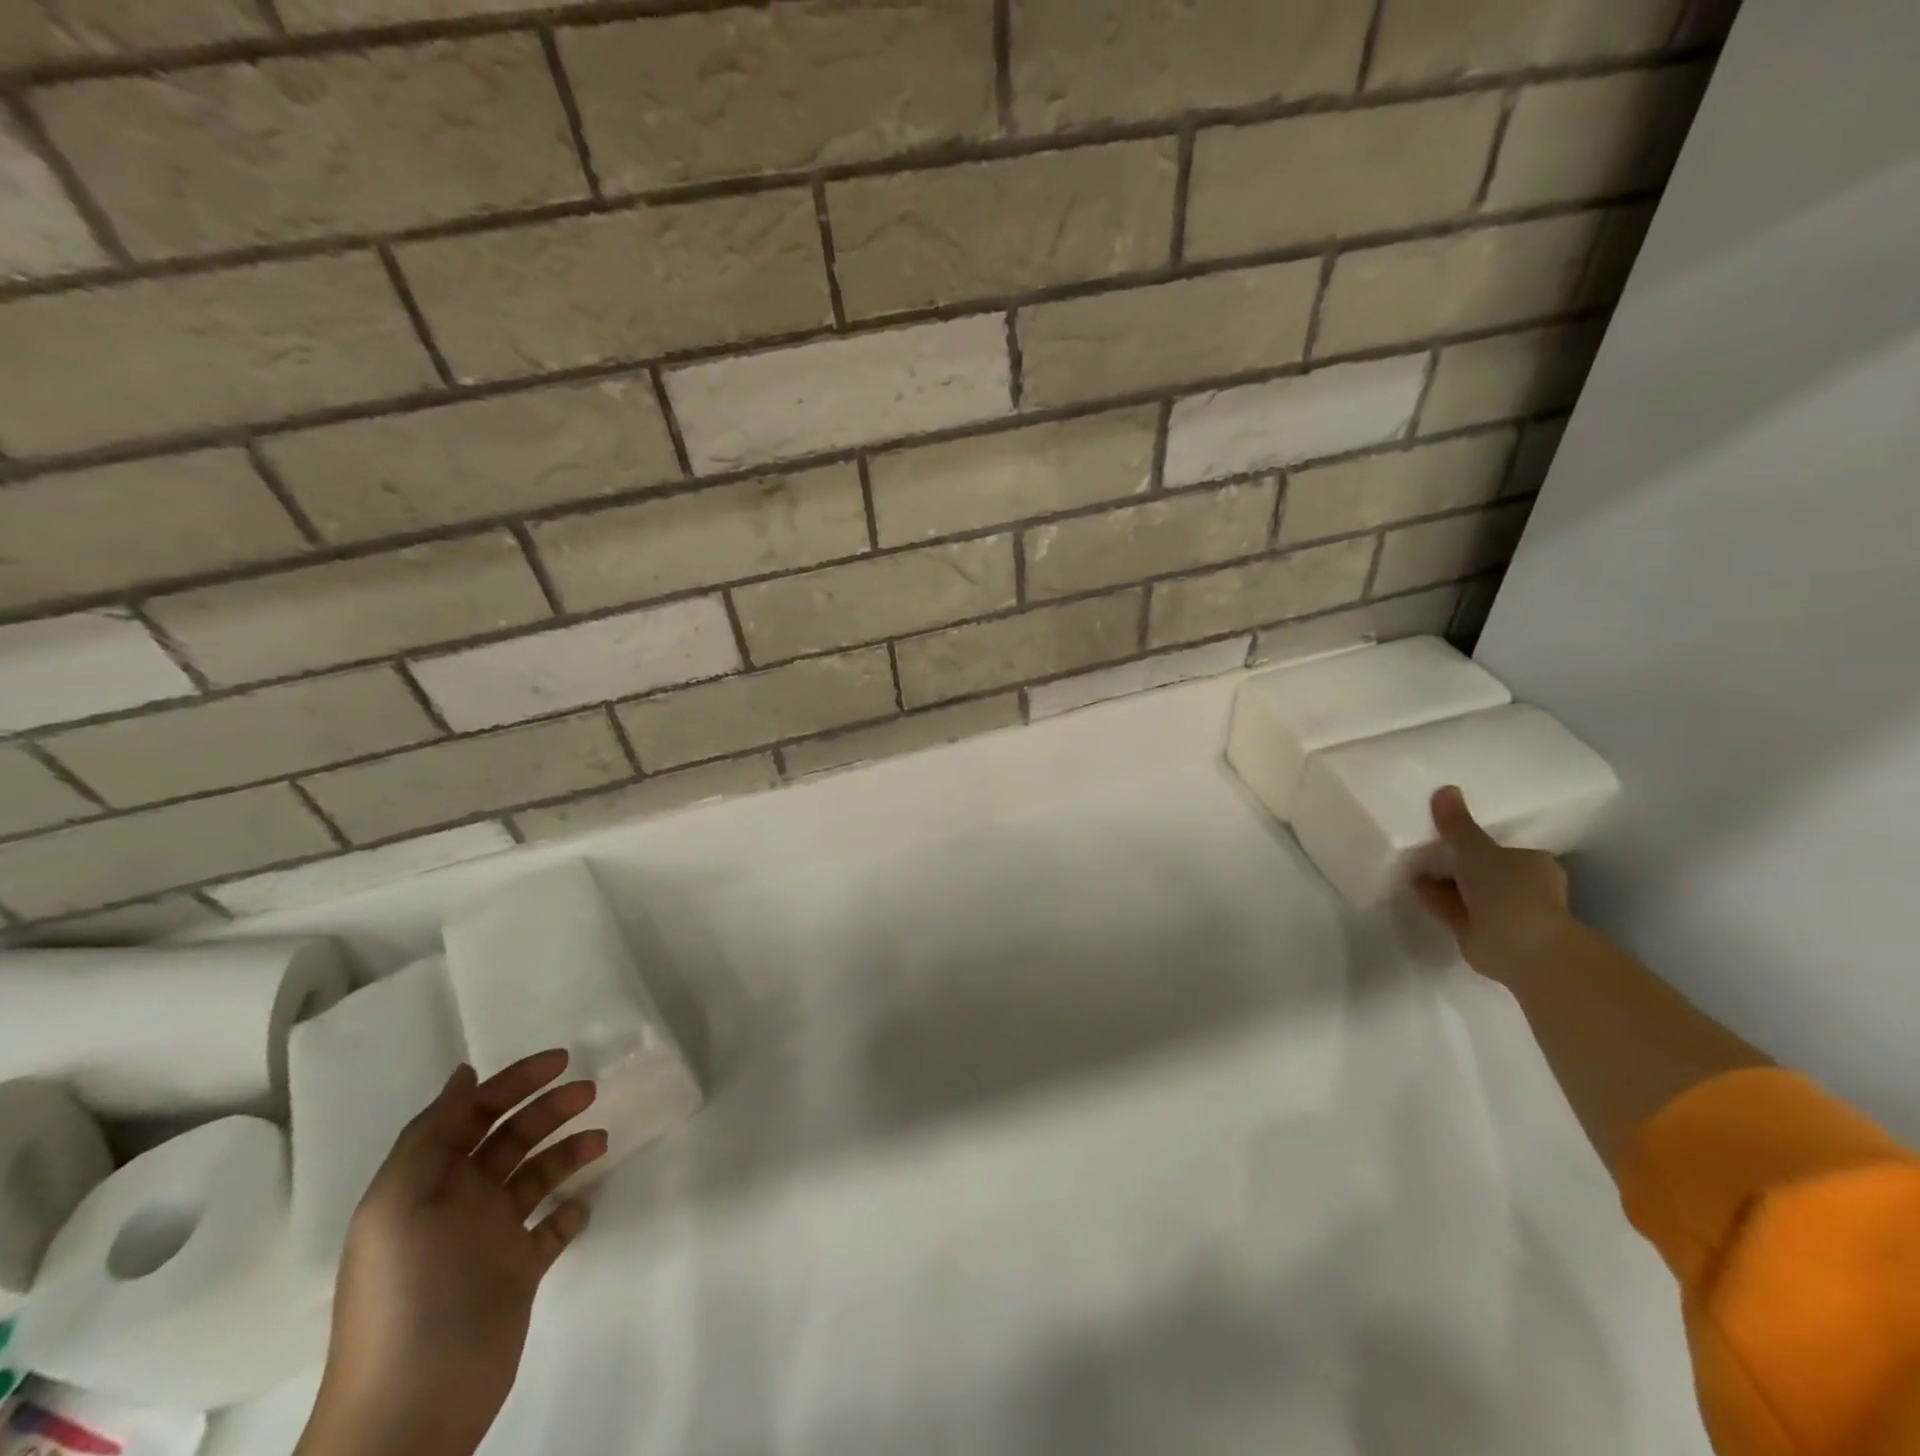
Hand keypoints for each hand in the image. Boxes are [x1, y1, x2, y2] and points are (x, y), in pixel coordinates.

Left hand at [299, 1052, 607, 1455]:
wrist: (412, 1406)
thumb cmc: (407, 1292)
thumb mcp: (400, 1204)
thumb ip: (431, 1135)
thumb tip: (465, 1076)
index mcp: (429, 1183)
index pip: (474, 1115)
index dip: (514, 1082)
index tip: (561, 1060)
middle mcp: (460, 1202)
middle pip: (512, 1138)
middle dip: (549, 1109)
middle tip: (589, 1092)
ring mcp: (491, 1238)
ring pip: (538, 1175)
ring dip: (568, 1151)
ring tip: (600, 1143)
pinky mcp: (518, 1272)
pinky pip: (551, 1227)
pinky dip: (569, 1210)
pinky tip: (581, 1205)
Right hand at [1413, 785, 1573, 982]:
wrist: (1522, 948)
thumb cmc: (1509, 890)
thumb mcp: (1476, 849)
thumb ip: (1457, 824)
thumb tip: (1444, 789)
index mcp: (1532, 864)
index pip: (1501, 848)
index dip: (1472, 841)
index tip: (1443, 835)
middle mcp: (1522, 887)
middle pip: (1480, 869)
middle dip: (1453, 863)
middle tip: (1421, 849)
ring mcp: (1503, 913)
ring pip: (1465, 891)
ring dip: (1441, 883)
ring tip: (1409, 867)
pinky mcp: (1482, 934)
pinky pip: (1453, 910)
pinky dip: (1435, 900)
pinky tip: (1412, 889)